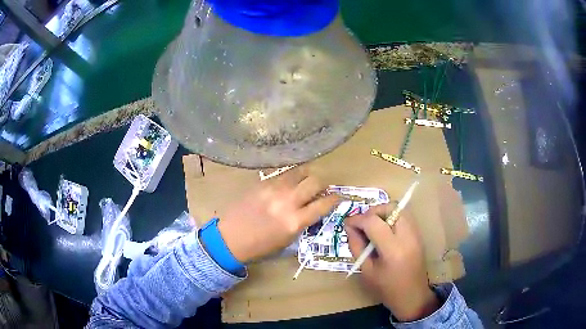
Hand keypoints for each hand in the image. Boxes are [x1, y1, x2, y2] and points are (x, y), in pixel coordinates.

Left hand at [218, 168, 338, 262]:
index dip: (334, 199)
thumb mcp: (288, 240)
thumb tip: (314, 208)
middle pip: (315, 182)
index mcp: (295, 221)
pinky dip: (291, 176)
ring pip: (300, 171)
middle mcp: (287, 201)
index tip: (336, 198)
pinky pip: (283, 172)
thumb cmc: (260, 246)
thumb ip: (303, 222)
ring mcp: (274, 189)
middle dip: (322, 185)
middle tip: (319, 190)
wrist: (230, 238)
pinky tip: (288, 182)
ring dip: (307, 176)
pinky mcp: (262, 182)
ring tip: (304, 182)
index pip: (324, 204)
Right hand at [345, 205, 439, 321]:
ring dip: (383, 213)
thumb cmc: (387, 289)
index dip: (357, 219)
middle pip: (390, 208)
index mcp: (393, 250)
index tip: (347, 223)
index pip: (373, 222)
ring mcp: (416, 234)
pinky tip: (384, 232)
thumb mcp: (366, 271)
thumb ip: (357, 246)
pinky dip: (392, 218)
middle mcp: (407, 236)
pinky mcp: (419, 235)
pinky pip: (404, 217)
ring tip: (372, 227)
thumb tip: (350, 227)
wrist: (413, 297)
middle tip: (362, 224)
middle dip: (372, 211)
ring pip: (399, 209)